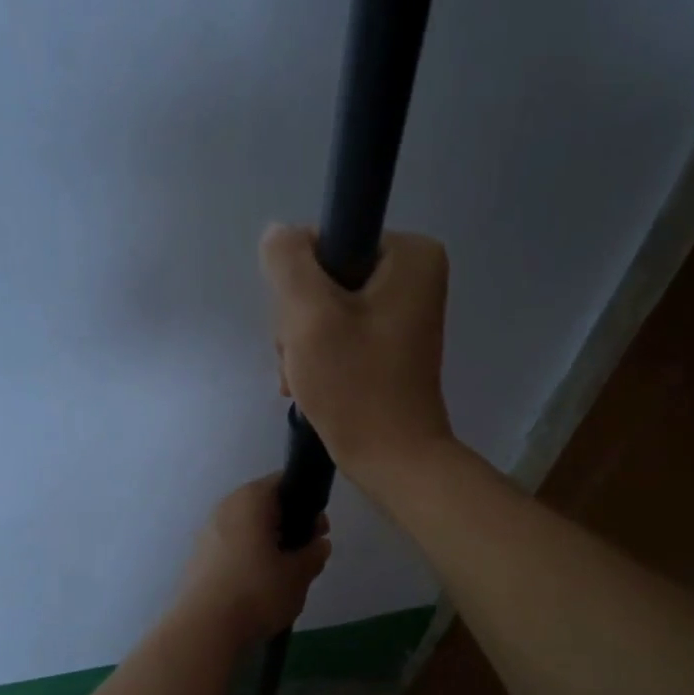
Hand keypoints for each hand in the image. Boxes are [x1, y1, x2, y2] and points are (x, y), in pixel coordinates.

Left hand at [175, 475, 331, 645]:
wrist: (205, 627)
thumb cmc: (257, 591)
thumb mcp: (298, 574)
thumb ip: (313, 554)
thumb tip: (319, 544)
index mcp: (250, 499)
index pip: (283, 483)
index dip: (307, 504)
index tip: (319, 530)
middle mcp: (225, 507)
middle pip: (264, 506)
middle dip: (288, 526)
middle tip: (306, 554)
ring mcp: (207, 532)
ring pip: (247, 529)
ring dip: (267, 544)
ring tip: (284, 574)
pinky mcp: (198, 558)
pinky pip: (231, 548)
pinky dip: (248, 558)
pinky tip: (258, 586)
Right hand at [260, 224, 455, 492]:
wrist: (392, 460)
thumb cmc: (355, 386)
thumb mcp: (309, 315)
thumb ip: (287, 262)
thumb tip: (279, 234)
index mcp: (410, 254)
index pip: (325, 242)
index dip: (299, 283)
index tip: (302, 327)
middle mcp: (414, 275)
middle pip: (324, 277)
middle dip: (300, 320)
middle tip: (303, 358)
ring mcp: (402, 311)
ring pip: (324, 308)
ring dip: (303, 343)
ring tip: (305, 379)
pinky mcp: (389, 343)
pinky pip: (339, 332)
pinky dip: (318, 357)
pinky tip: (312, 385)